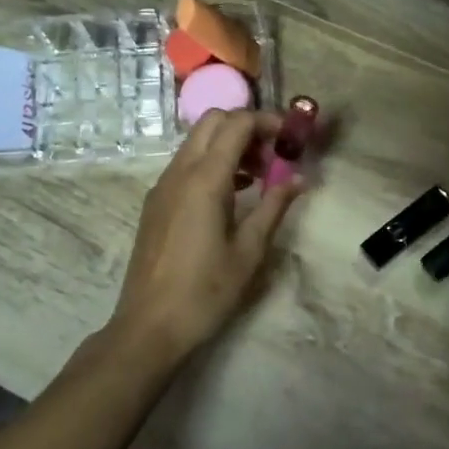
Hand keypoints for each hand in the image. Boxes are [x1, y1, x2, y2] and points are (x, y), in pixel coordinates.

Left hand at [104, 109, 304, 367]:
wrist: (149, 326)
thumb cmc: (206, 291)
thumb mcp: (249, 251)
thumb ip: (274, 206)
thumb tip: (299, 178)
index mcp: (204, 180)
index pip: (236, 124)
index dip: (267, 121)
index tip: (292, 136)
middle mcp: (179, 172)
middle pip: (212, 122)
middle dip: (246, 126)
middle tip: (274, 153)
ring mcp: (163, 186)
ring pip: (197, 142)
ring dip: (229, 144)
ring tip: (260, 176)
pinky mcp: (156, 202)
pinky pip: (186, 164)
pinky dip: (212, 163)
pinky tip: (234, 194)